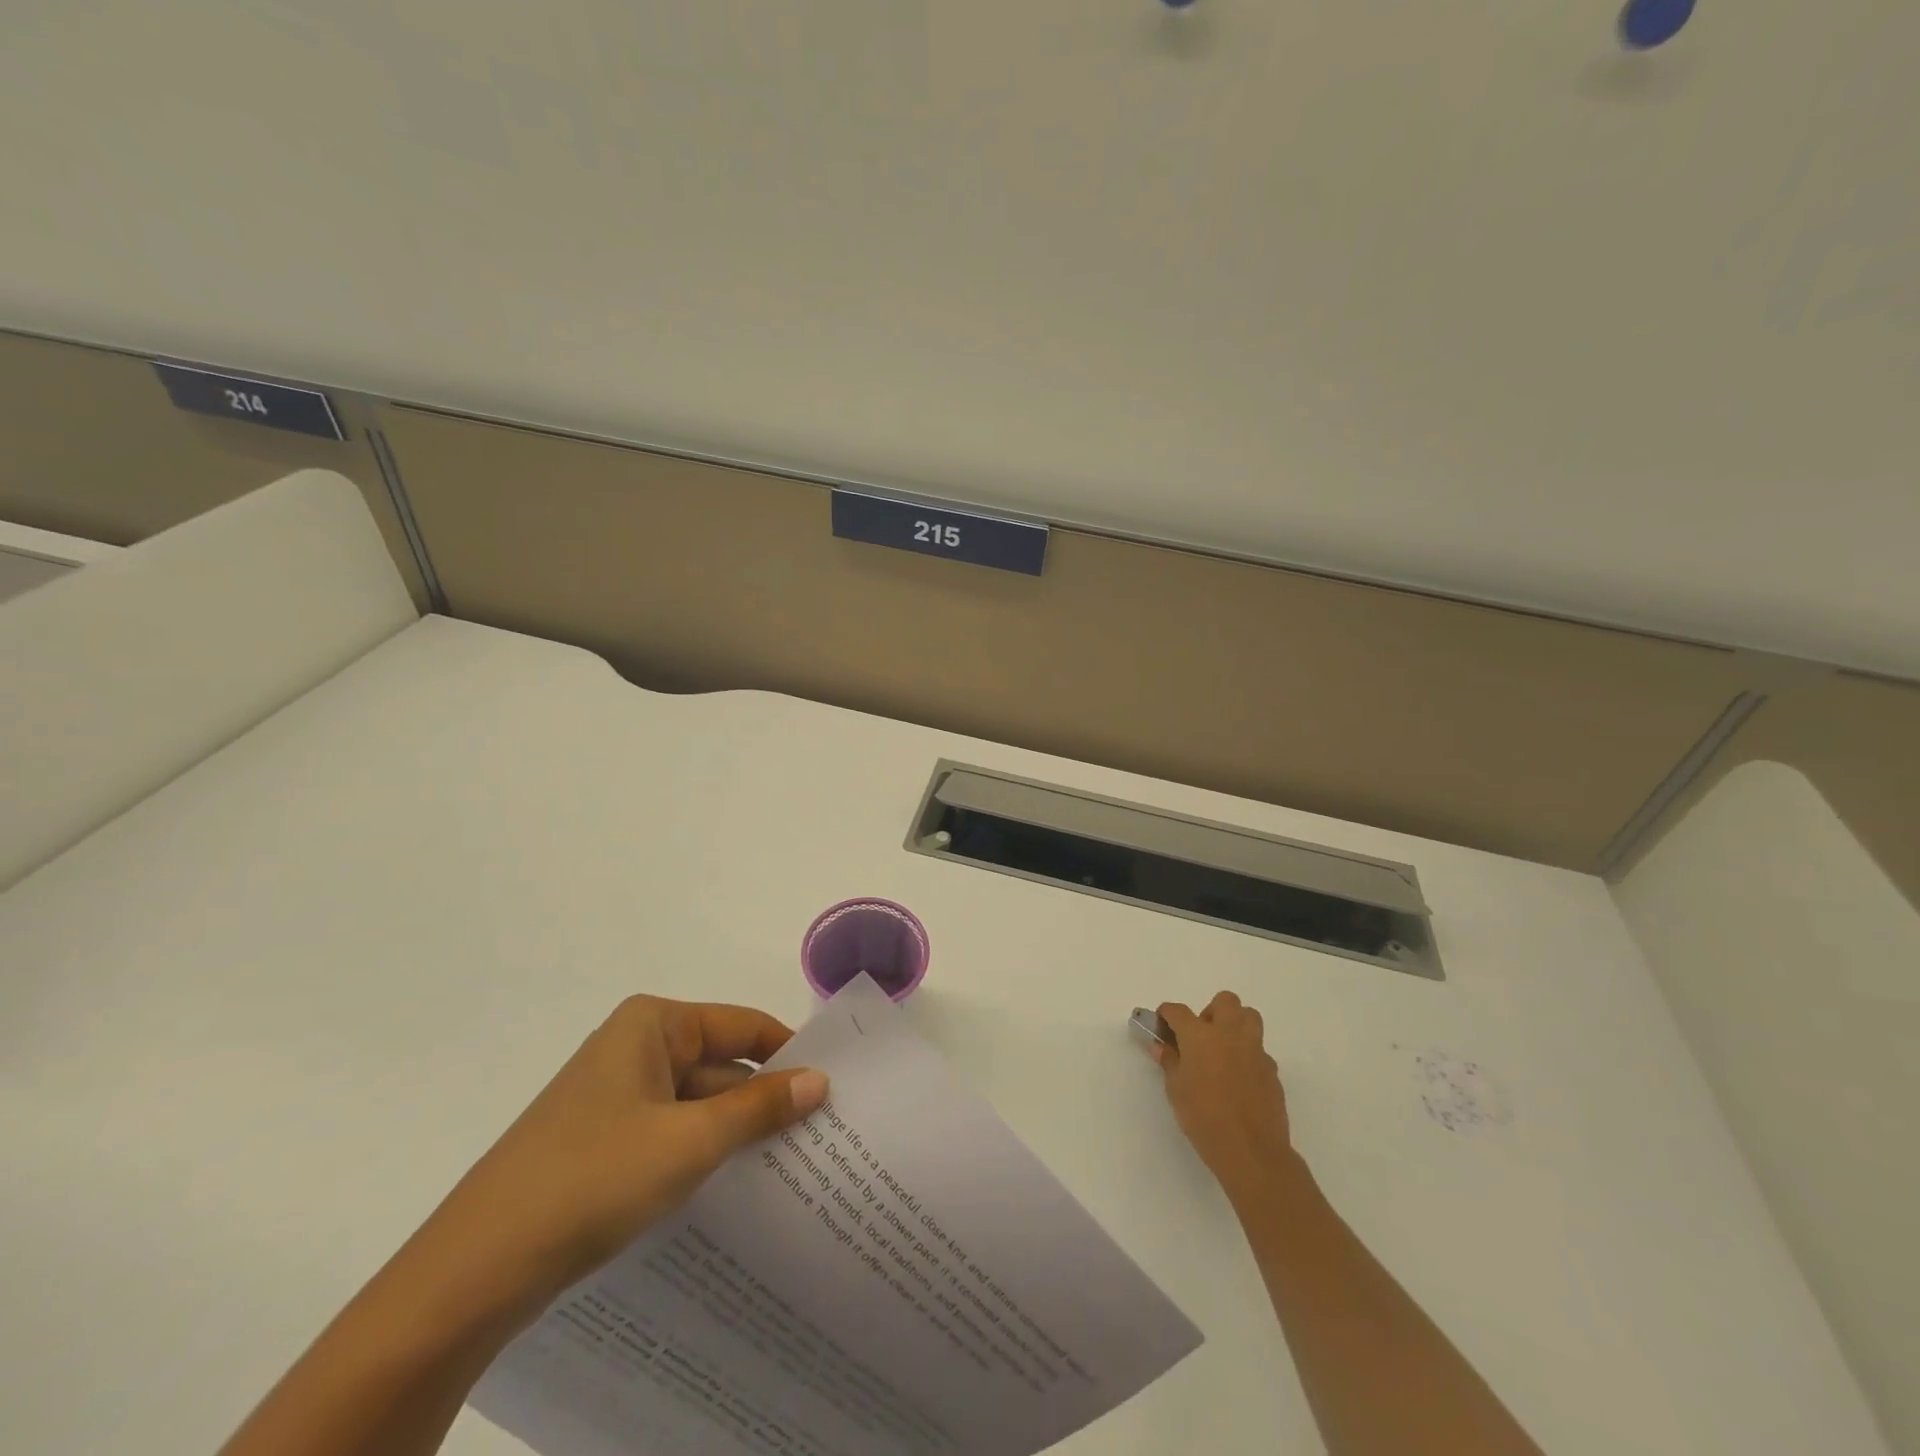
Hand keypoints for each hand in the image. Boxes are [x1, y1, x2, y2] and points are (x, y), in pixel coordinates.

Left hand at [413, 996, 828, 1317]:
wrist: (473, 1273)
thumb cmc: (592, 1179)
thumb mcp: (690, 1141)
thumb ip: (760, 1107)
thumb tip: (820, 1081)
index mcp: (653, 1025)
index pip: (743, 1025)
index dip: (789, 1054)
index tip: (833, 1087)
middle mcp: (635, 1048)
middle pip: (721, 1064)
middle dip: (765, 1100)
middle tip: (823, 1135)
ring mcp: (616, 1097)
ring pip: (697, 1105)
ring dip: (736, 1132)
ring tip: (793, 1166)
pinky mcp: (603, 1142)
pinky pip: (670, 1134)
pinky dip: (702, 1154)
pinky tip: (735, 1188)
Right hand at [1154, 992, 1294, 1195]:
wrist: (1252, 1151)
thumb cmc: (1204, 1118)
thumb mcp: (1176, 1090)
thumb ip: (1169, 1062)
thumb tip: (1161, 1047)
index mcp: (1200, 1035)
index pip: (1178, 1011)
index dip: (1166, 1014)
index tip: (1161, 1024)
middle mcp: (1230, 1034)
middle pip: (1225, 1001)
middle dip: (1210, 1011)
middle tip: (1200, 1036)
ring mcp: (1255, 1051)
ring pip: (1249, 1018)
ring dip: (1235, 1025)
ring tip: (1223, 1050)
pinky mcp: (1272, 1070)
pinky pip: (1259, 1051)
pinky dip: (1247, 1055)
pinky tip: (1239, 1080)